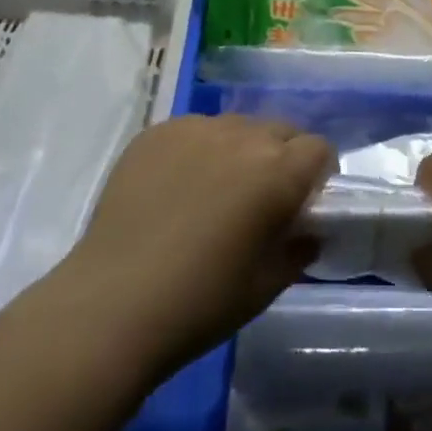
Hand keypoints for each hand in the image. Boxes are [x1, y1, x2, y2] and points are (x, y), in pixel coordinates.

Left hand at [58, 115, 335, 379]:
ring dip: (239, 150)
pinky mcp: (156, 133)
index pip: (318, 149)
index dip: (317, 174)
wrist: (113, 303)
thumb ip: (298, 250)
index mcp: (278, 171)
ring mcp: (195, 129)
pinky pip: (193, 131)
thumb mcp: (266, 285)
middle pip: (279, 130)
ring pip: (235, 127)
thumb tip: (307, 232)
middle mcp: (242, 136)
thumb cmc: (201, 302)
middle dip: (281, 157)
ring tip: (214, 191)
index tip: (303, 201)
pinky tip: (175, 187)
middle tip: (260, 198)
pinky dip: (197, 150)